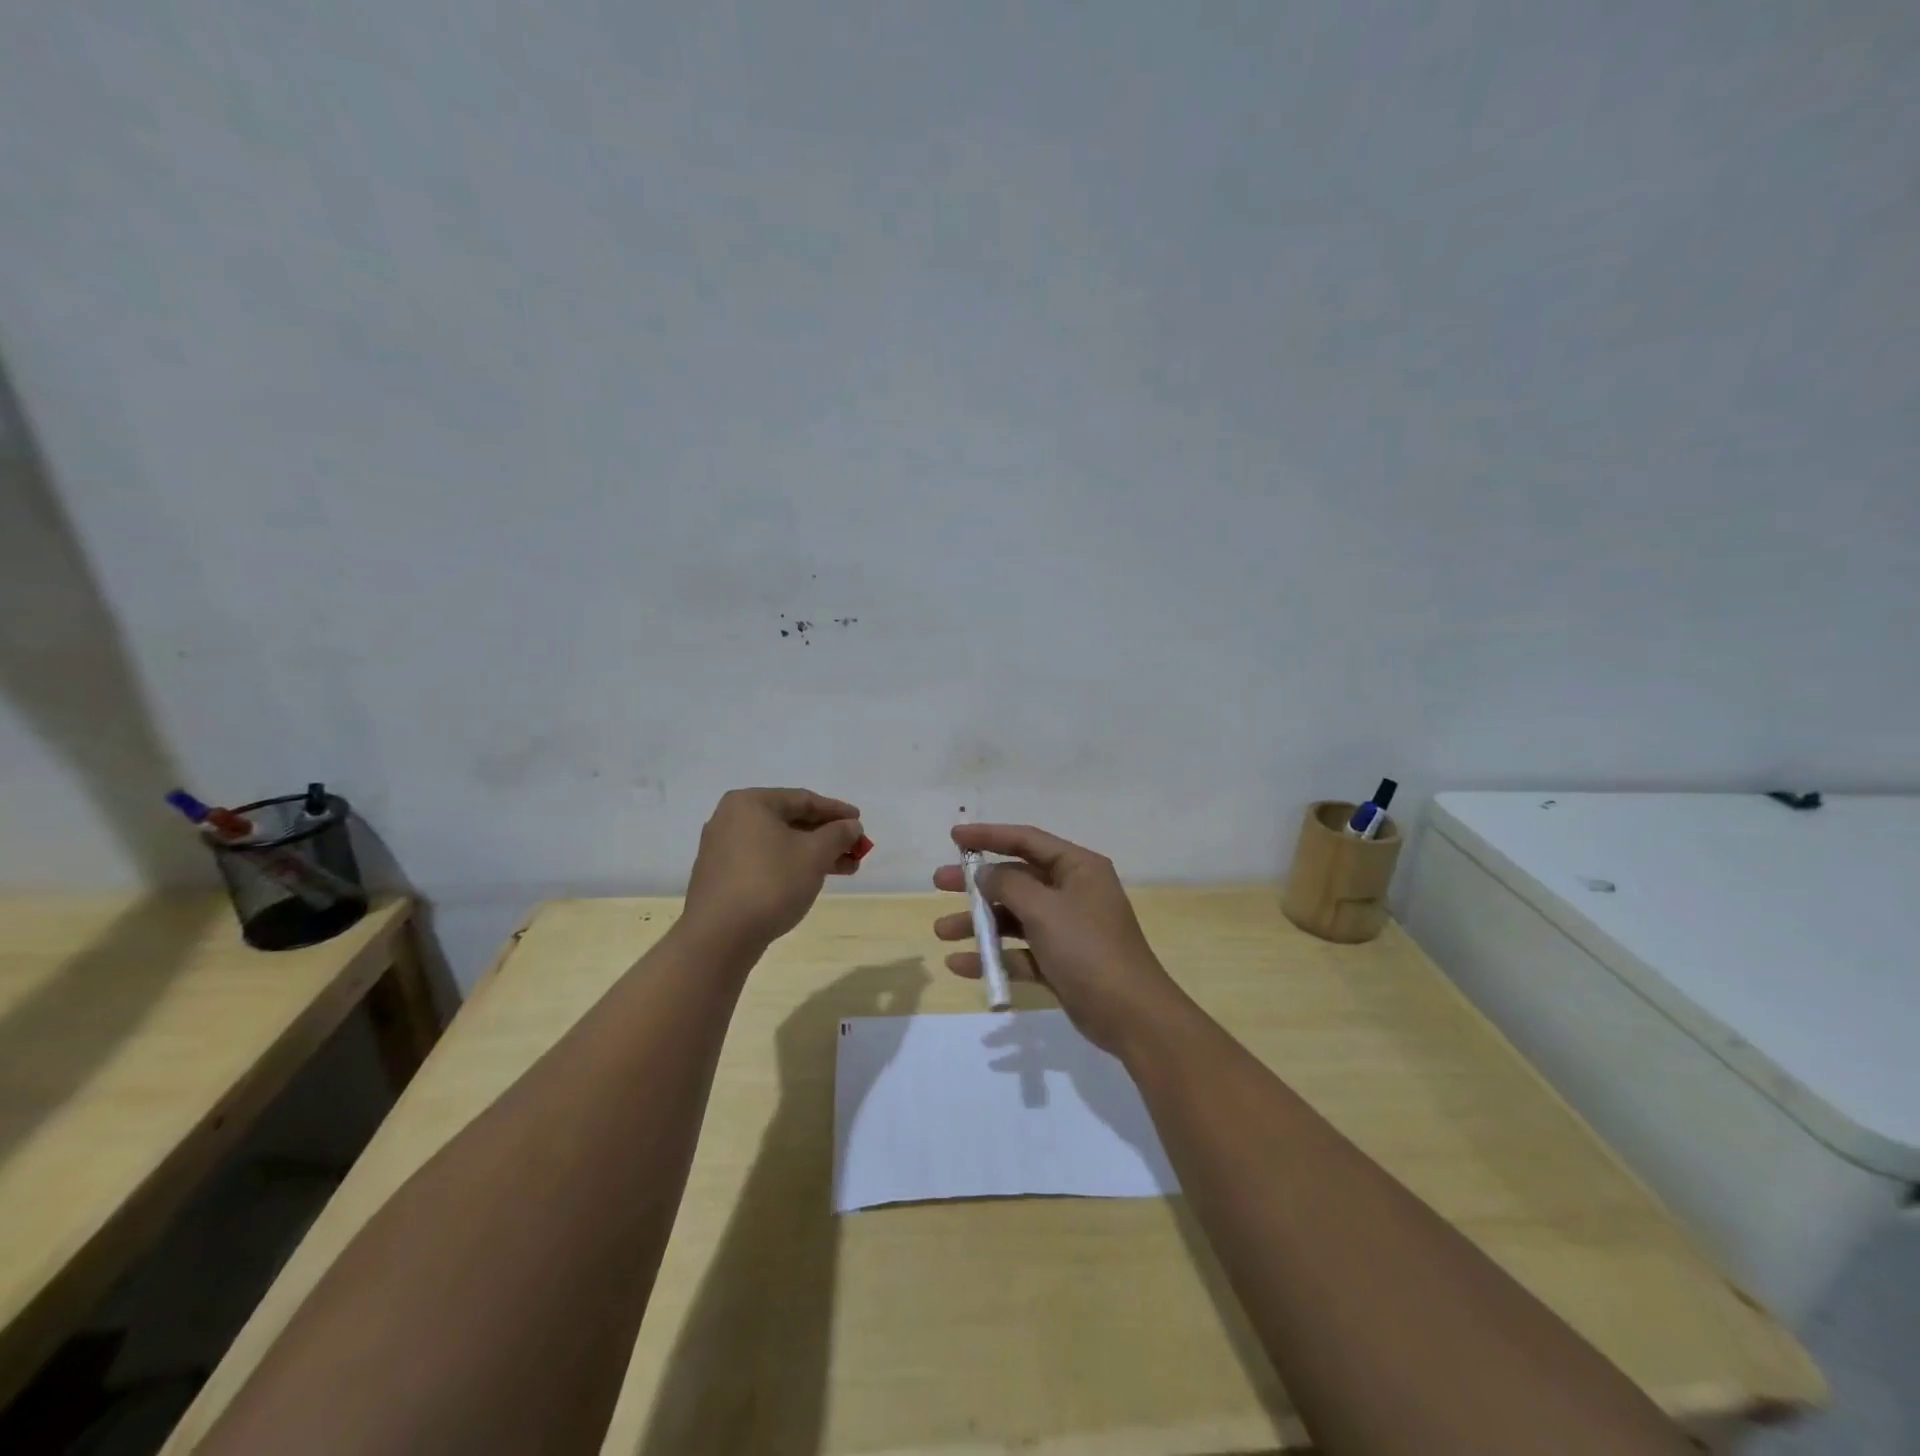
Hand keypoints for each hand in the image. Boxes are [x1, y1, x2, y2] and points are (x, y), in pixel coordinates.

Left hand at [684, 788, 864, 947]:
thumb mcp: (814, 854)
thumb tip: (851, 826)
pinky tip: (811, 880)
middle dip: (827, 836)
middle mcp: (731, 819)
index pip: (803, 799)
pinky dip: (791, 865)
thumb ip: (838, 834)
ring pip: (778, 843)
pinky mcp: (721, 876)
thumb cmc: (770, 883)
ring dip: (813, 853)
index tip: (860, 822)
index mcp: (750, 803)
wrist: (719, 937)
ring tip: (845, 870)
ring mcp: (722, 849)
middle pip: (790, 821)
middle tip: (856, 850)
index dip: (836, 811)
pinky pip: (764, 861)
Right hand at [932, 824, 1184, 1055]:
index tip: (955, 838)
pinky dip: (993, 956)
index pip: (1027, 840)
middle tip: (939, 883)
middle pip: (1016, 878)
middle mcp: (1072, 892)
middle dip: (977, 883)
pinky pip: (1020, 952)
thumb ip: (1009, 885)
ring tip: (942, 931)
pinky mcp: (1060, 962)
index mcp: (1077, 868)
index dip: (989, 836)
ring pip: (1014, 917)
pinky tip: (960, 964)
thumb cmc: (1088, 948)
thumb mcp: (1044, 909)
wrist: (1131, 1015)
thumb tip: (985, 873)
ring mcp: (1066, 928)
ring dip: (979, 923)